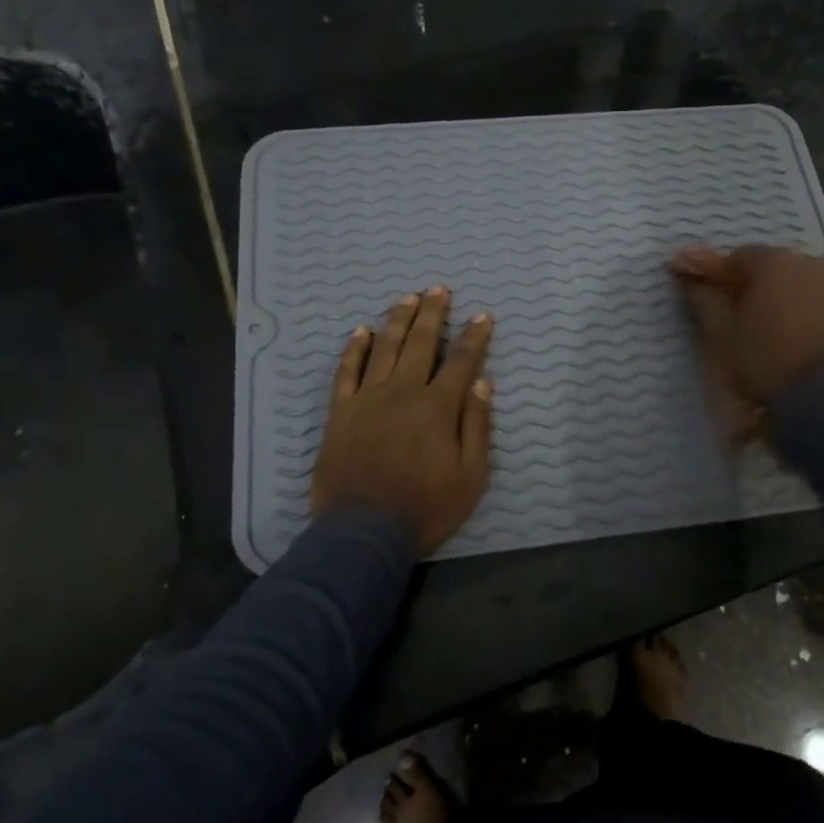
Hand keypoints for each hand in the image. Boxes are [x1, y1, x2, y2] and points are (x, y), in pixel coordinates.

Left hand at [310, 287, 493, 556]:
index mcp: (437, 407)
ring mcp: (367, 399)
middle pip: (420, 343)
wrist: (363, 533)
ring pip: (384, 348)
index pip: (461, 361)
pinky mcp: (340, 412)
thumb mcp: (470, 476)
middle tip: (439, 289)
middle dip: (433, 313)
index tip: (482, 316)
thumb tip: (482, 384)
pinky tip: (361, 331)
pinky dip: (354, 349)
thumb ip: (477, 427)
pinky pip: (346, 372)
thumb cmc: (425, 508)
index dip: (474, 336)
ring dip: (397, 320)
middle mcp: (402, 392)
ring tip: (408, 298)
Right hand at [669, 245, 823, 434]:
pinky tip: (812, 348)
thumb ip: (704, 302)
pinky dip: (820, 320)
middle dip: (759, 288)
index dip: (720, 277)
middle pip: (776, 269)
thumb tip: (691, 280)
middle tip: (746, 321)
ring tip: (782, 337)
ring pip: (808, 287)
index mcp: (773, 262)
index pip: (737, 258)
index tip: (711, 299)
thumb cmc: (767, 361)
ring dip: (792, 302)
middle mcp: (812, 263)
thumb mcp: (722, 336)